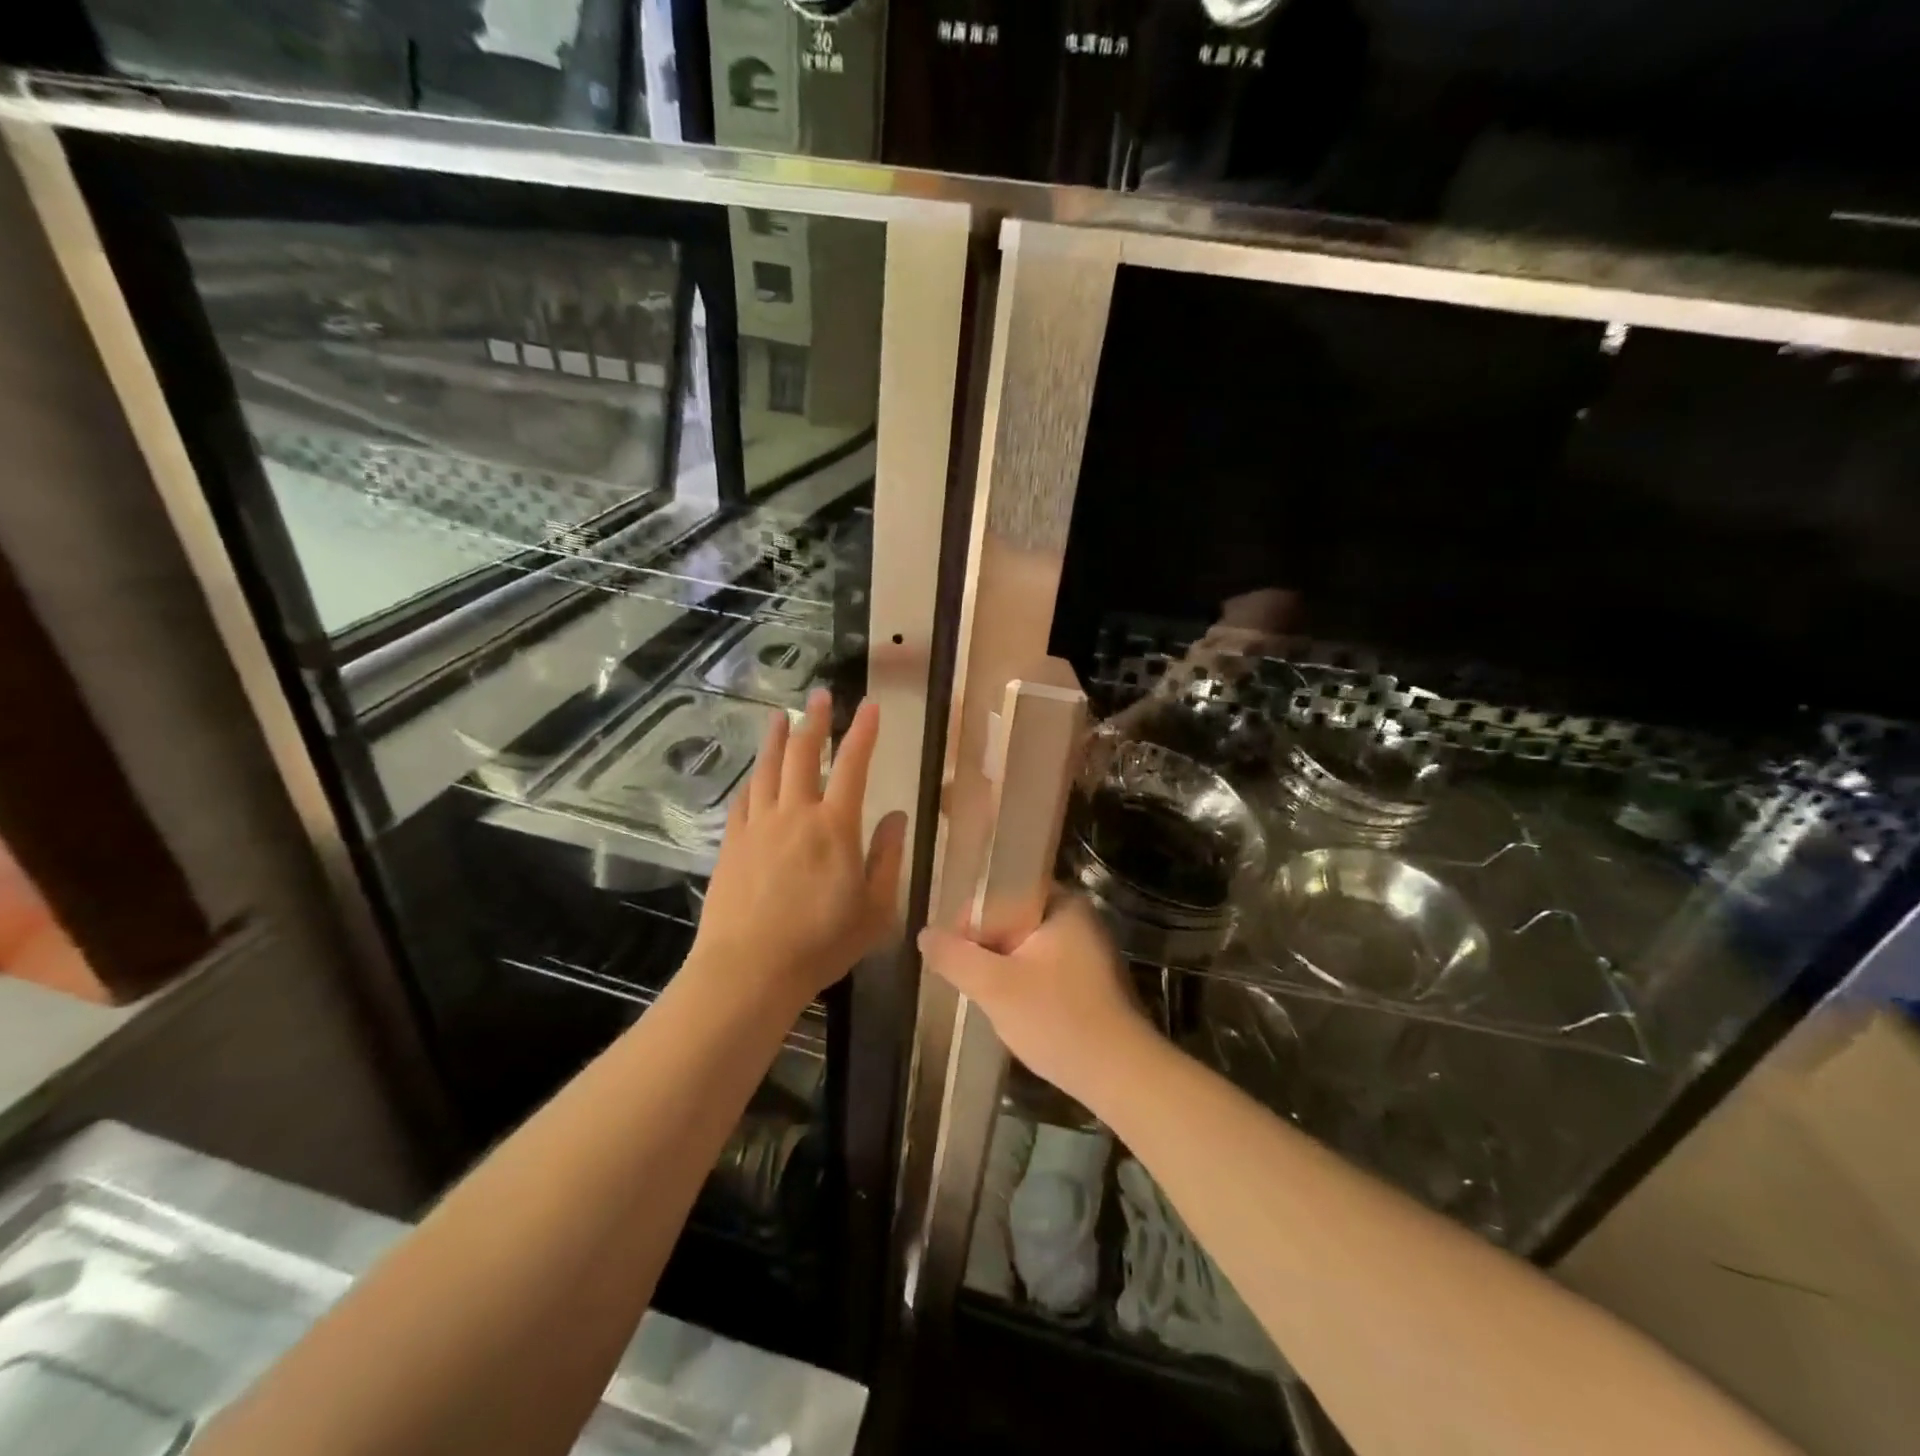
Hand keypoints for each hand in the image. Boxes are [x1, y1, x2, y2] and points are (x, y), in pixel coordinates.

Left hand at [691, 689, 906, 1004]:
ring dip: (778, 739)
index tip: (870, 706)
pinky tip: (754, 774)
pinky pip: (743, 799)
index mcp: (835, 827)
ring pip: (768, 769)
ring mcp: (758, 826)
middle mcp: (795, 814)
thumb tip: (895, 817)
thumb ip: (886, 858)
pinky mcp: (731, 843)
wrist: (749, 970)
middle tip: (821, 695)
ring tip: (781, 716)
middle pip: (805, 755)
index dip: (864, 732)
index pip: (854, 766)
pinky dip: (752, 779)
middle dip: (816, 721)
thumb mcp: (875, 909)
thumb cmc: (821, 944)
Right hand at [918, 897, 1152, 1105]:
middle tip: (965, 980)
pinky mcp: (1090, 981)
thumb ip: (955, 956)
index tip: (951, 955)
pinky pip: (1043, 968)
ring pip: (1026, 948)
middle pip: (1012, 920)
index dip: (968, 921)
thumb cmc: (1057, 1019)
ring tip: (985, 997)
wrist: (1122, 1075)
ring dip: (1002, 969)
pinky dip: (1023, 983)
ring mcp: (1087, 950)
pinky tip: (1013, 1011)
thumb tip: (925, 935)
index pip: (1000, 893)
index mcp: (1062, 903)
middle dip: (985, 949)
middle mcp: (1078, 918)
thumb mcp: (995, 987)